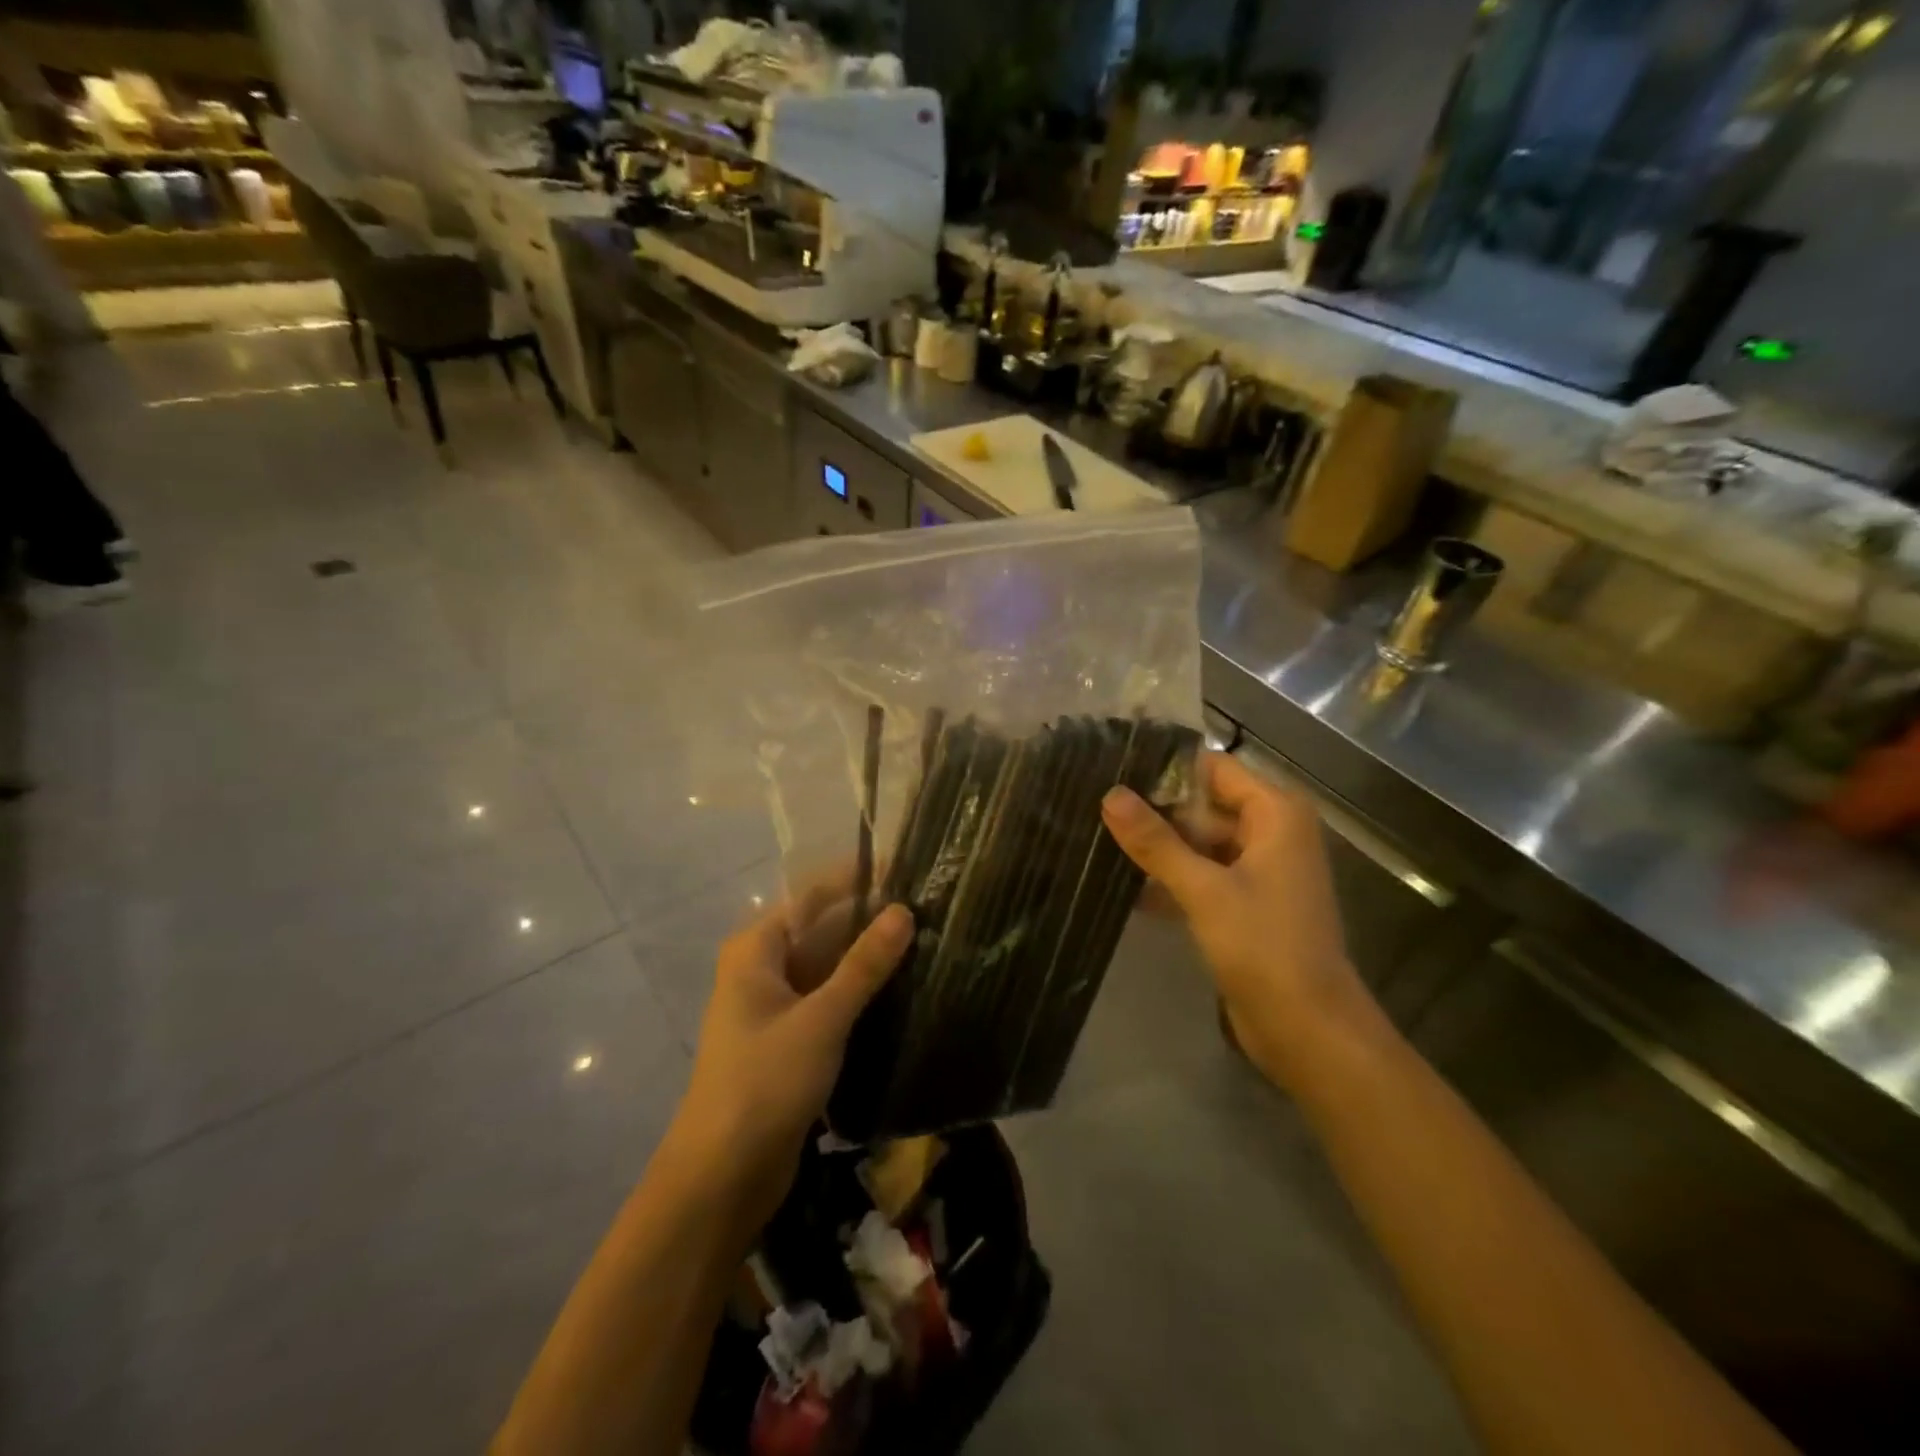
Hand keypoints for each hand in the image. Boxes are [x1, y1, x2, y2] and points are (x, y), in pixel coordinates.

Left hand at [670, 875, 914, 1232]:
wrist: (722, 1177)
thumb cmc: (765, 1083)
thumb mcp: (822, 1018)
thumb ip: (864, 964)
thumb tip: (904, 911)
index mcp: (757, 950)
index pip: (813, 896)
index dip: (856, 879)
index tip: (906, 867)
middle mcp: (763, 970)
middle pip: (822, 930)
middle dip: (870, 921)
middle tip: (930, 909)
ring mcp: (776, 1008)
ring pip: (830, 969)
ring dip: (870, 960)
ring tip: (929, 943)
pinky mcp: (790, 1043)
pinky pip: (831, 1003)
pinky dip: (861, 995)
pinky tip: (904, 992)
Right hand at [1101, 751, 1374, 1087]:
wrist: (1309, 1030)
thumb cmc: (1265, 947)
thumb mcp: (1204, 890)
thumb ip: (1156, 841)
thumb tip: (1110, 795)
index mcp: (1275, 813)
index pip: (1213, 768)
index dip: (1166, 769)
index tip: (1113, 771)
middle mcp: (1271, 832)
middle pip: (1204, 804)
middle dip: (1155, 810)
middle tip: (1096, 809)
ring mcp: (1260, 869)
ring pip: (1200, 841)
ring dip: (1159, 847)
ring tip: (1099, 840)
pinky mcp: (1246, 903)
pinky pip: (1203, 874)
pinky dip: (1172, 878)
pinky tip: (1125, 886)